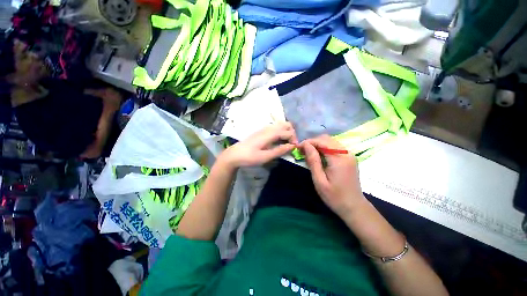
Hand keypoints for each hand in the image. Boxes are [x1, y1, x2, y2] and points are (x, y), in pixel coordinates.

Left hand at [220, 122, 297, 168]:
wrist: (235, 154)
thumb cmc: (249, 157)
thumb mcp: (265, 157)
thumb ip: (279, 151)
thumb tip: (292, 146)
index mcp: (270, 134)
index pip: (288, 132)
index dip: (294, 139)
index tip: (295, 148)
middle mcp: (268, 128)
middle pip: (286, 124)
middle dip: (292, 133)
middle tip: (291, 144)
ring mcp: (264, 128)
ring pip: (281, 125)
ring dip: (287, 132)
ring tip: (286, 143)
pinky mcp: (262, 131)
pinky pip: (275, 128)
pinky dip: (281, 132)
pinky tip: (278, 141)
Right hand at [299, 135, 365, 217]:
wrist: (354, 207)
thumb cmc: (334, 196)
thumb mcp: (319, 181)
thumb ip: (313, 161)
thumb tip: (306, 145)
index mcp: (339, 159)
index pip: (322, 142)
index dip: (308, 142)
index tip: (298, 147)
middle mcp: (346, 153)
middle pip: (327, 139)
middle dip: (312, 142)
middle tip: (302, 150)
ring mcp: (349, 154)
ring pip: (331, 141)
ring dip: (318, 144)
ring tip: (308, 153)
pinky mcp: (349, 157)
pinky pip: (335, 147)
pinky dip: (324, 148)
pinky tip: (318, 155)